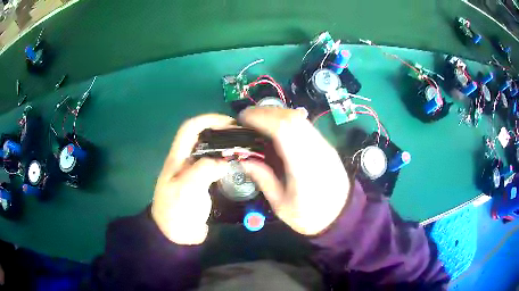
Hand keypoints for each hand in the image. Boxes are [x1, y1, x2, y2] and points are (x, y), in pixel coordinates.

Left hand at [151, 114, 233, 244]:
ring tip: (246, 150)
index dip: (209, 119)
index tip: (231, 123)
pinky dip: (228, 162)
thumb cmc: (176, 211)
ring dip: (226, 147)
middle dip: (222, 132)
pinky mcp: (203, 183)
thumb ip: (203, 170)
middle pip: (203, 136)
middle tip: (244, 137)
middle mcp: (186, 160)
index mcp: (177, 157)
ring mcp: (194, 172)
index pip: (190, 128)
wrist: (175, 235)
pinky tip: (240, 167)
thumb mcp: (186, 189)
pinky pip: (216, 166)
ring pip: (211, 151)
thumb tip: (225, 162)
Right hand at [240, 108, 349, 235]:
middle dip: (265, 112)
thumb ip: (263, 179)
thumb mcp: (281, 205)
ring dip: (276, 114)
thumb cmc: (310, 215)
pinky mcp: (326, 145)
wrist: (342, 216)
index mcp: (303, 167)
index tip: (242, 119)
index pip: (283, 129)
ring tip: (259, 122)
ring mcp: (324, 145)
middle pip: (291, 117)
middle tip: (247, 119)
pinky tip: (276, 130)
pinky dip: (287, 121)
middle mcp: (316, 149)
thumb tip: (244, 159)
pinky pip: (305, 125)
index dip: (261, 118)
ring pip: (300, 118)